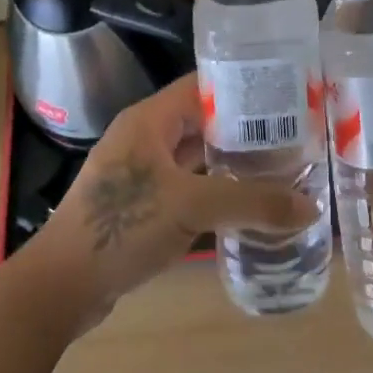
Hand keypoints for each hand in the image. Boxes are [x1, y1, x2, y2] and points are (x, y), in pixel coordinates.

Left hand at [16, 74, 316, 337]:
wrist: (62, 286)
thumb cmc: (121, 228)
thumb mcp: (191, 207)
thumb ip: (252, 203)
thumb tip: (311, 208)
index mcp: (149, 119)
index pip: (202, 86)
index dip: (242, 88)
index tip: (285, 96)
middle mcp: (145, 138)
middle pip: (202, 121)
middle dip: (245, 128)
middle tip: (293, 135)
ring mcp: (141, 173)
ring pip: (196, 156)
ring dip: (231, 161)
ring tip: (279, 165)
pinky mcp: (142, 205)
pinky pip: (187, 185)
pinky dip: (215, 189)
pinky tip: (246, 203)